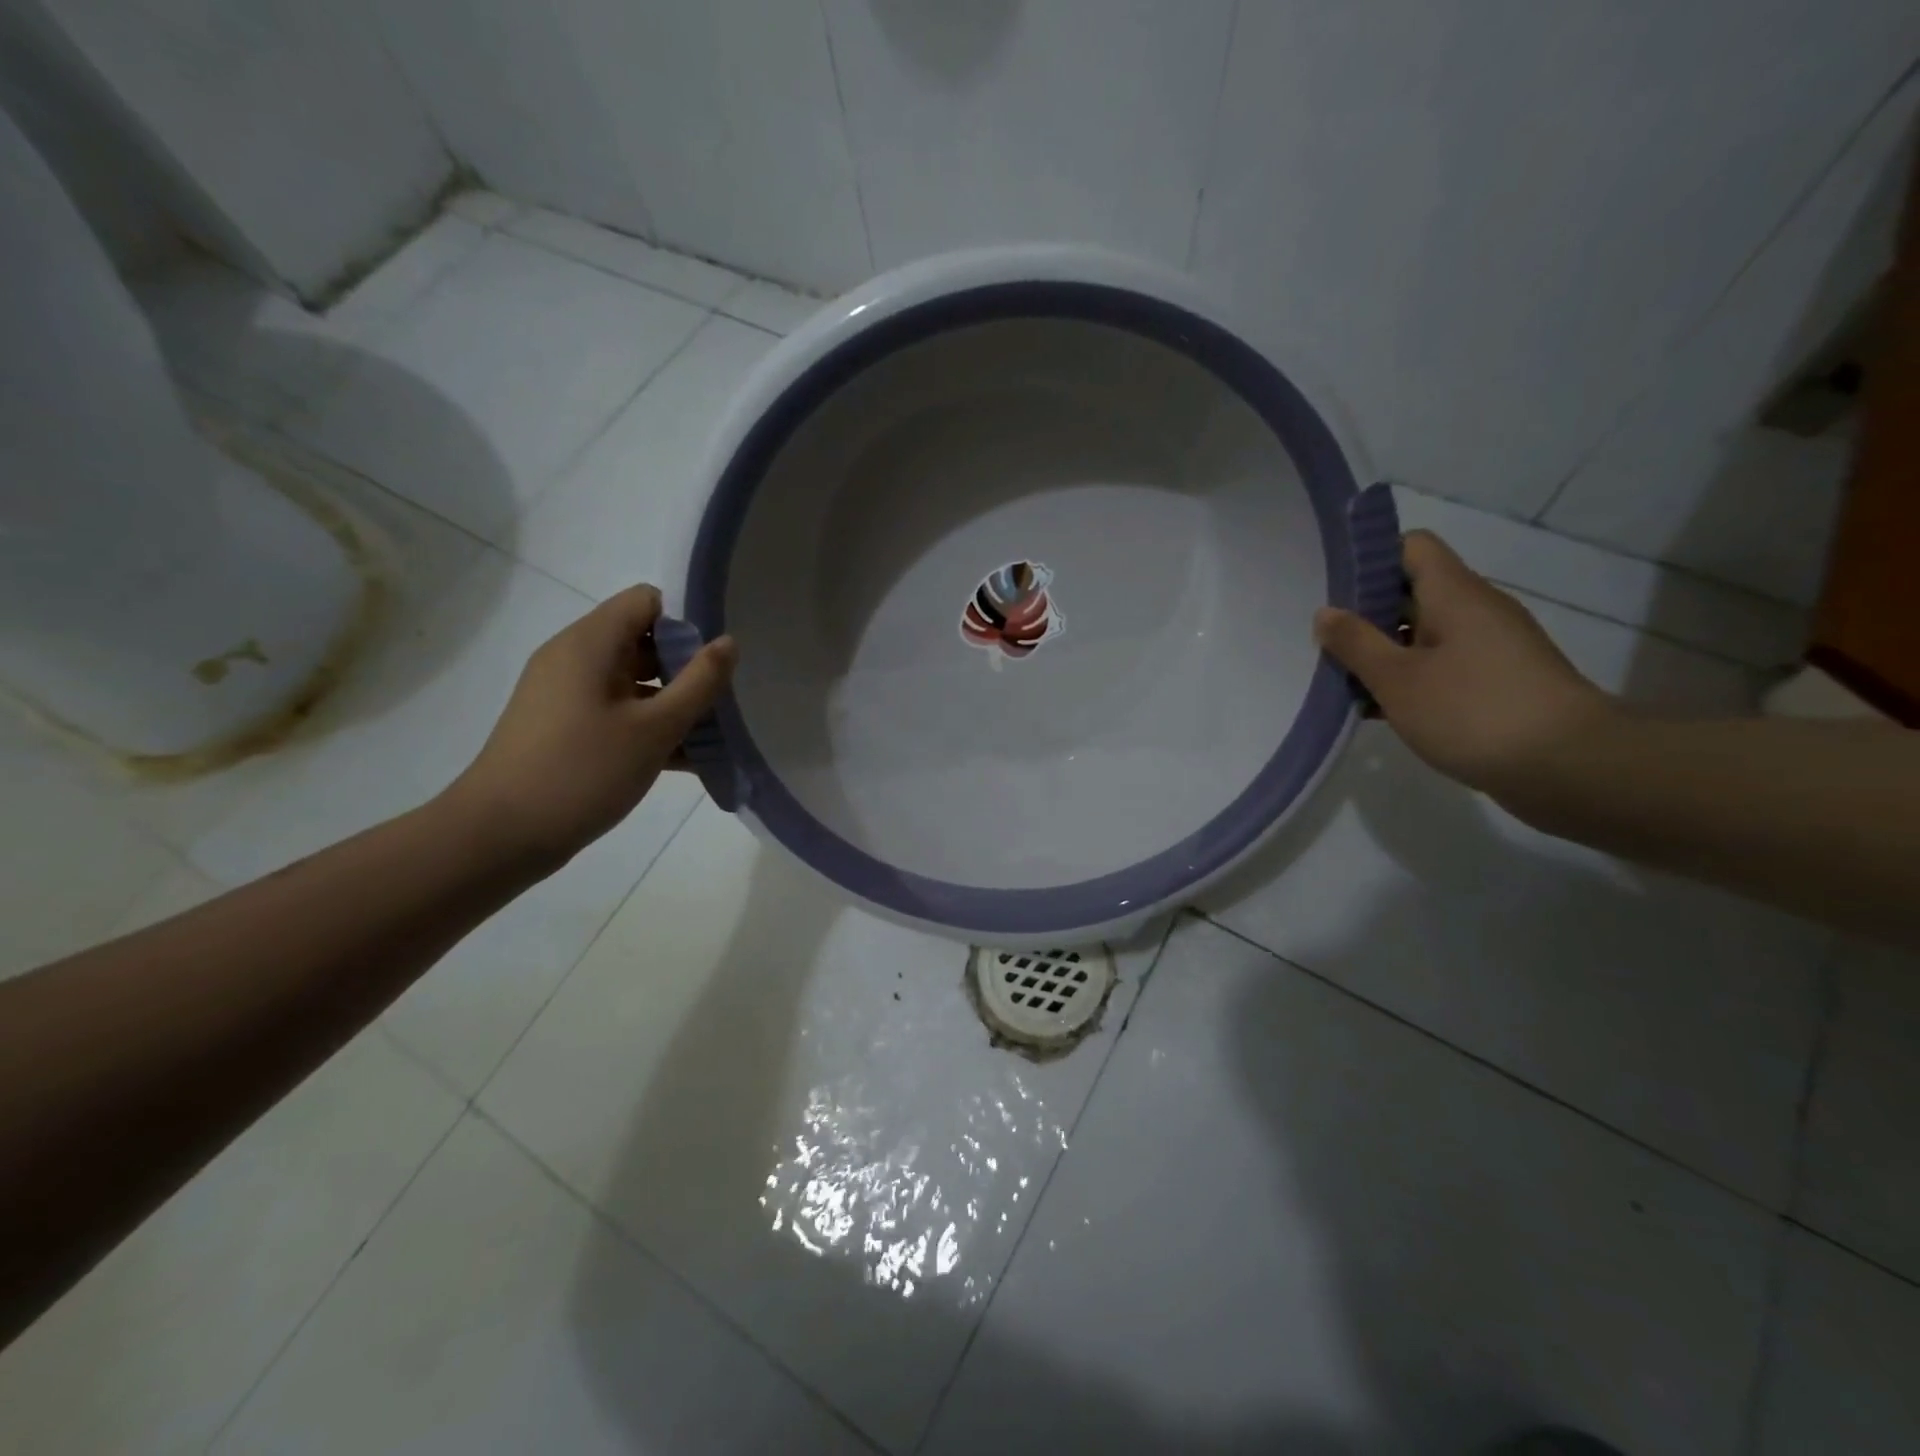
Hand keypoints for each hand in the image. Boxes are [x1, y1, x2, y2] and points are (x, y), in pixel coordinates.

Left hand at [450, 585, 736, 864]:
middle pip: (643, 641)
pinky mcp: (564, 727)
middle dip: (686, 669)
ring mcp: (566, 694)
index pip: (646, 601)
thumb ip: (700, 683)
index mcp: (590, 644)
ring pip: (634, 682)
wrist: (500, 835)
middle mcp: (574, 658)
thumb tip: (729, 642)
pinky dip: (648, 727)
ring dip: (673, 704)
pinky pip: (617, 711)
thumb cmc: (583, 771)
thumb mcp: (655, 728)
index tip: (710, 666)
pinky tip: (685, 761)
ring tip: (712, 738)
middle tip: (719, 706)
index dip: (685, 624)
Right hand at [1313, 531, 1612, 799]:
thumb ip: (1356, 643)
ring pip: (1424, 634)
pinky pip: (1442, 666)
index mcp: (1455, 594)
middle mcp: (1477, 610)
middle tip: (1325, 642)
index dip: (1371, 558)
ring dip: (1384, 653)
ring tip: (1342, 681)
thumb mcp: (1397, 679)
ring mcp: (1492, 648)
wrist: (1570, 767)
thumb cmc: (1473, 712)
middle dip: (1366, 614)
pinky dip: (1410, 679)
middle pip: (1413, 592)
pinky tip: (1378, 709)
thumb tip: (1325, 612)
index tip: (1334, 590)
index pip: (1412, 547)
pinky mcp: (1498, 682)